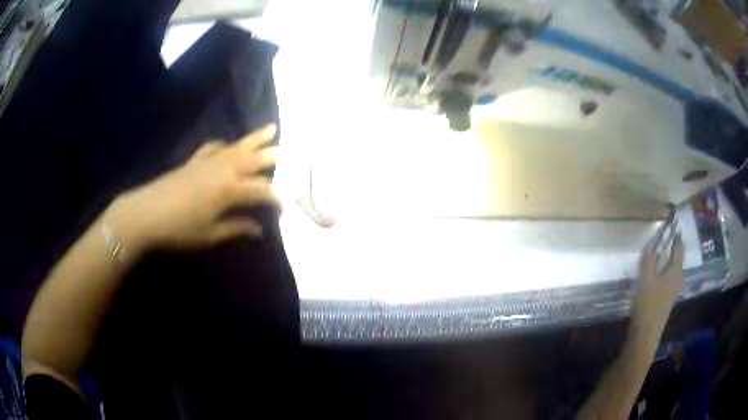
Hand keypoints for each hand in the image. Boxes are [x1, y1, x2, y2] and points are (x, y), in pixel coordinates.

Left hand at [105, 124, 278, 251]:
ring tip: (272, 128)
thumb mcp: (210, 234)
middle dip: (274, 157)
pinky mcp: (194, 161)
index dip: (277, 199)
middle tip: (293, 152)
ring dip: (256, 139)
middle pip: (253, 160)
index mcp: (229, 190)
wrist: (146, 213)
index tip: (287, 208)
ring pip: (237, 147)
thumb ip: (237, 228)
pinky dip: (224, 145)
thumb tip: (259, 230)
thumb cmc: (179, 228)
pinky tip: (228, 145)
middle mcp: (223, 170)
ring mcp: (208, 162)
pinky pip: (214, 147)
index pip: (262, 191)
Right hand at [631, 231, 683, 338]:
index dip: (676, 236)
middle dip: (674, 247)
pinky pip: (666, 278)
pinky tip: (656, 272)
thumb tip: (651, 243)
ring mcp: (671, 291)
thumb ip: (649, 261)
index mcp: (675, 272)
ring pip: (672, 269)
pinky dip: (663, 270)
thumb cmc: (649, 306)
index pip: (678, 248)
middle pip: (677, 259)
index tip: (675, 224)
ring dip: (668, 259)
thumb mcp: (646, 280)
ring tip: (662, 250)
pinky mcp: (664, 300)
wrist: (645, 336)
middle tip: (668, 235)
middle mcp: (676, 279)